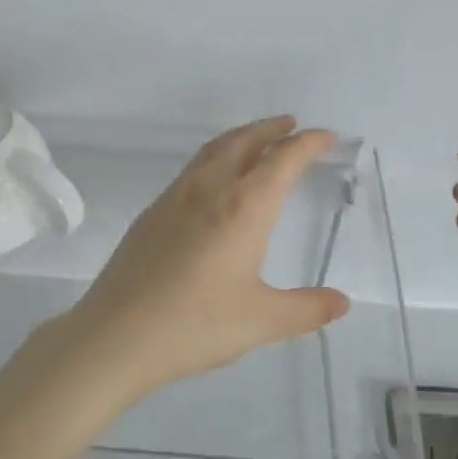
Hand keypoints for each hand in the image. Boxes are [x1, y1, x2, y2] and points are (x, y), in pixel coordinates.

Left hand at [56, 116, 351, 398]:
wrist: (116, 333)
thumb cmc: (196, 324)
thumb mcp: (261, 320)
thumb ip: (305, 309)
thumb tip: (341, 302)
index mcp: (243, 207)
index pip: (282, 160)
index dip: (306, 144)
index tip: (324, 136)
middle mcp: (209, 190)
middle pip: (243, 142)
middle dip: (270, 129)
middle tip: (290, 125)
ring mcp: (174, 198)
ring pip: (212, 151)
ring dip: (239, 138)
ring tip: (256, 142)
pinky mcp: (151, 213)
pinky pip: (191, 170)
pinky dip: (213, 159)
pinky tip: (213, 182)